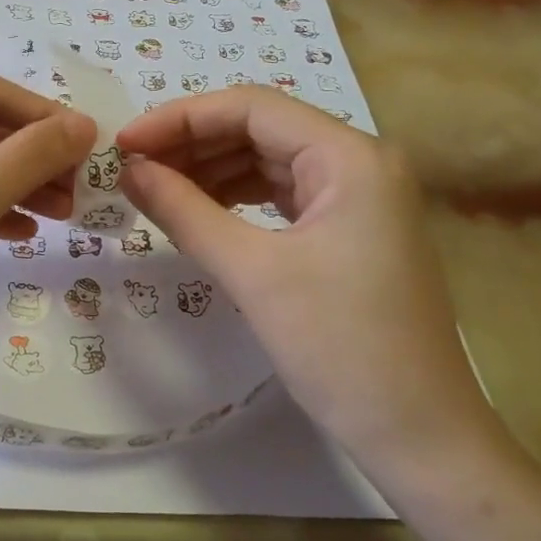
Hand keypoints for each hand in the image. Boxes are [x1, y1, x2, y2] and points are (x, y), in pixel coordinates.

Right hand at [116, 87, 497, 477]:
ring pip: (269, 161)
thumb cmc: (339, 347)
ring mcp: (359, 197)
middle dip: (191, 144)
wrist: (417, 432)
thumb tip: (129, 171)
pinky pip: (282, 195)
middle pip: (260, 130)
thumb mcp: (252, 273)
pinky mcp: (350, 230)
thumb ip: (184, 211)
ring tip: (154, 189)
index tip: (123, 144)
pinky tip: (198, 210)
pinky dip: (236, 198)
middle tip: (131, 169)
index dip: (179, 118)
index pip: (250, 108)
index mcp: (350, 156)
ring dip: (210, 170)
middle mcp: (360, 162)